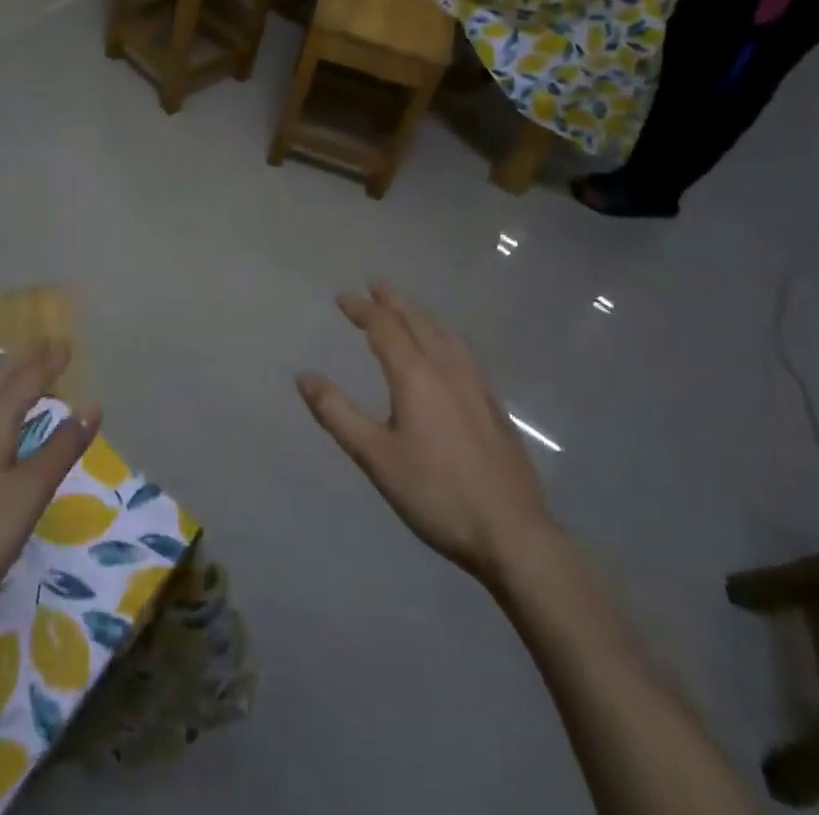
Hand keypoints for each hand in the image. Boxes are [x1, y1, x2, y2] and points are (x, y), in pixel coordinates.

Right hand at [298, 283, 555, 583]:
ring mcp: (476, 385)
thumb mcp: (376, 456)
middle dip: (393, 301)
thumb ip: (338, 413)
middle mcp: (447, 368)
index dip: (362, 309)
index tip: (343, 297)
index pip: (384, 327)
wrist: (513, 533)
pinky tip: (448, 351)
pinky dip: (443, 335)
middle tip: (376, 285)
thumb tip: (304, 376)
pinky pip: (463, 351)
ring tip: (408, 309)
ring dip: (420, 314)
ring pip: (444, 334)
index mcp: (416, 375)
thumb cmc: (436, 493)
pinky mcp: (494, 405)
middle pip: (418, 321)